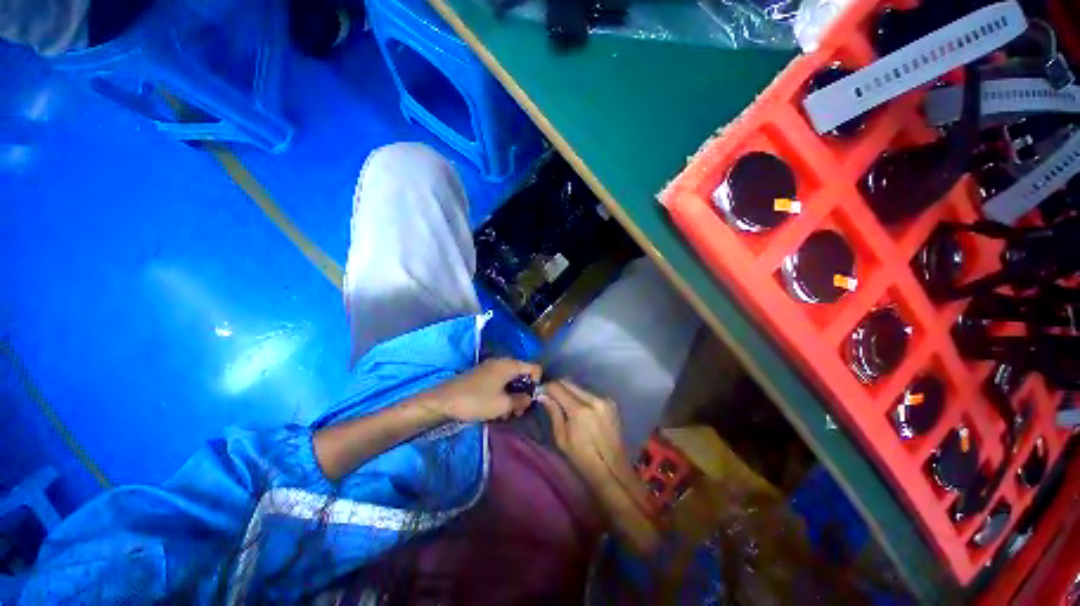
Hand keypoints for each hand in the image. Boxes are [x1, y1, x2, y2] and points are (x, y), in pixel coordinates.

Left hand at [421, 358, 540, 422]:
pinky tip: (496, 409)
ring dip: (513, 396)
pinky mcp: (482, 375)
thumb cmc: (476, 401)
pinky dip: (502, 393)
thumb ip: (521, 401)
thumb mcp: (503, 405)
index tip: (531, 400)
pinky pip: (500, 381)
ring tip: (506, 414)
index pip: (535, 368)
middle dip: (524, 393)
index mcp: (510, 365)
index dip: (538, 383)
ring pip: (511, 380)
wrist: (444, 400)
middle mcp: (502, 362)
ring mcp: (491, 367)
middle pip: (523, 374)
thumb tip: (530, 398)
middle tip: (518, 411)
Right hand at [539, 380, 629, 484]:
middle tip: (549, 395)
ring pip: (579, 386)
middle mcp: (594, 399)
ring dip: (569, 390)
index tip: (540, 392)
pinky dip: (580, 396)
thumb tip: (542, 395)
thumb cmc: (584, 459)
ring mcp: (604, 399)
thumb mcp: (562, 439)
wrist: (614, 470)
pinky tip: (577, 407)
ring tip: (562, 402)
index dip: (546, 387)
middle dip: (557, 386)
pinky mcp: (611, 402)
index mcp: (580, 410)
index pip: (558, 387)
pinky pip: (590, 392)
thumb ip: (553, 412)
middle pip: (569, 382)